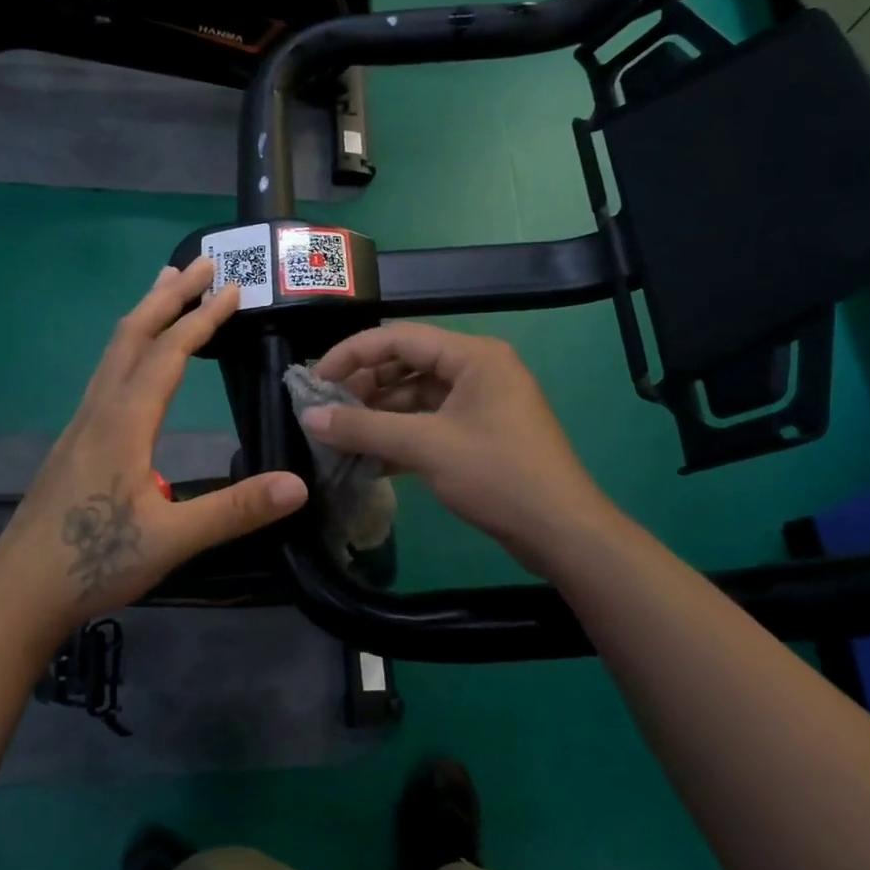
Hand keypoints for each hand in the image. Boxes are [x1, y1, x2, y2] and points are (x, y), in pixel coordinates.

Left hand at [0, 259, 307, 652]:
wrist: (19, 590)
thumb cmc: (94, 561)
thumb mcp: (172, 539)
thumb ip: (235, 510)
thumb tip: (297, 485)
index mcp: (124, 423)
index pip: (168, 354)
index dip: (202, 319)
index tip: (232, 288)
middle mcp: (100, 410)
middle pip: (132, 334)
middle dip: (168, 295)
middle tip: (199, 262)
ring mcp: (81, 423)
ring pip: (113, 351)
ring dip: (143, 313)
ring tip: (165, 287)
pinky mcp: (74, 441)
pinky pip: (106, 372)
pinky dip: (129, 344)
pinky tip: (136, 359)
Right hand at [303, 323, 612, 577]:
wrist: (560, 531)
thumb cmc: (497, 475)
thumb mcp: (425, 447)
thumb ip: (364, 428)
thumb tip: (309, 418)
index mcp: (473, 356)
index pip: (399, 337)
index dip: (352, 354)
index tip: (315, 379)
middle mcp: (478, 370)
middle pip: (407, 364)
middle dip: (364, 386)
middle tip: (327, 410)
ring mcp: (480, 403)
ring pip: (416, 397)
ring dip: (379, 415)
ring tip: (340, 436)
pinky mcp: (479, 434)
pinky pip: (429, 423)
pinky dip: (399, 436)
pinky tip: (368, 458)